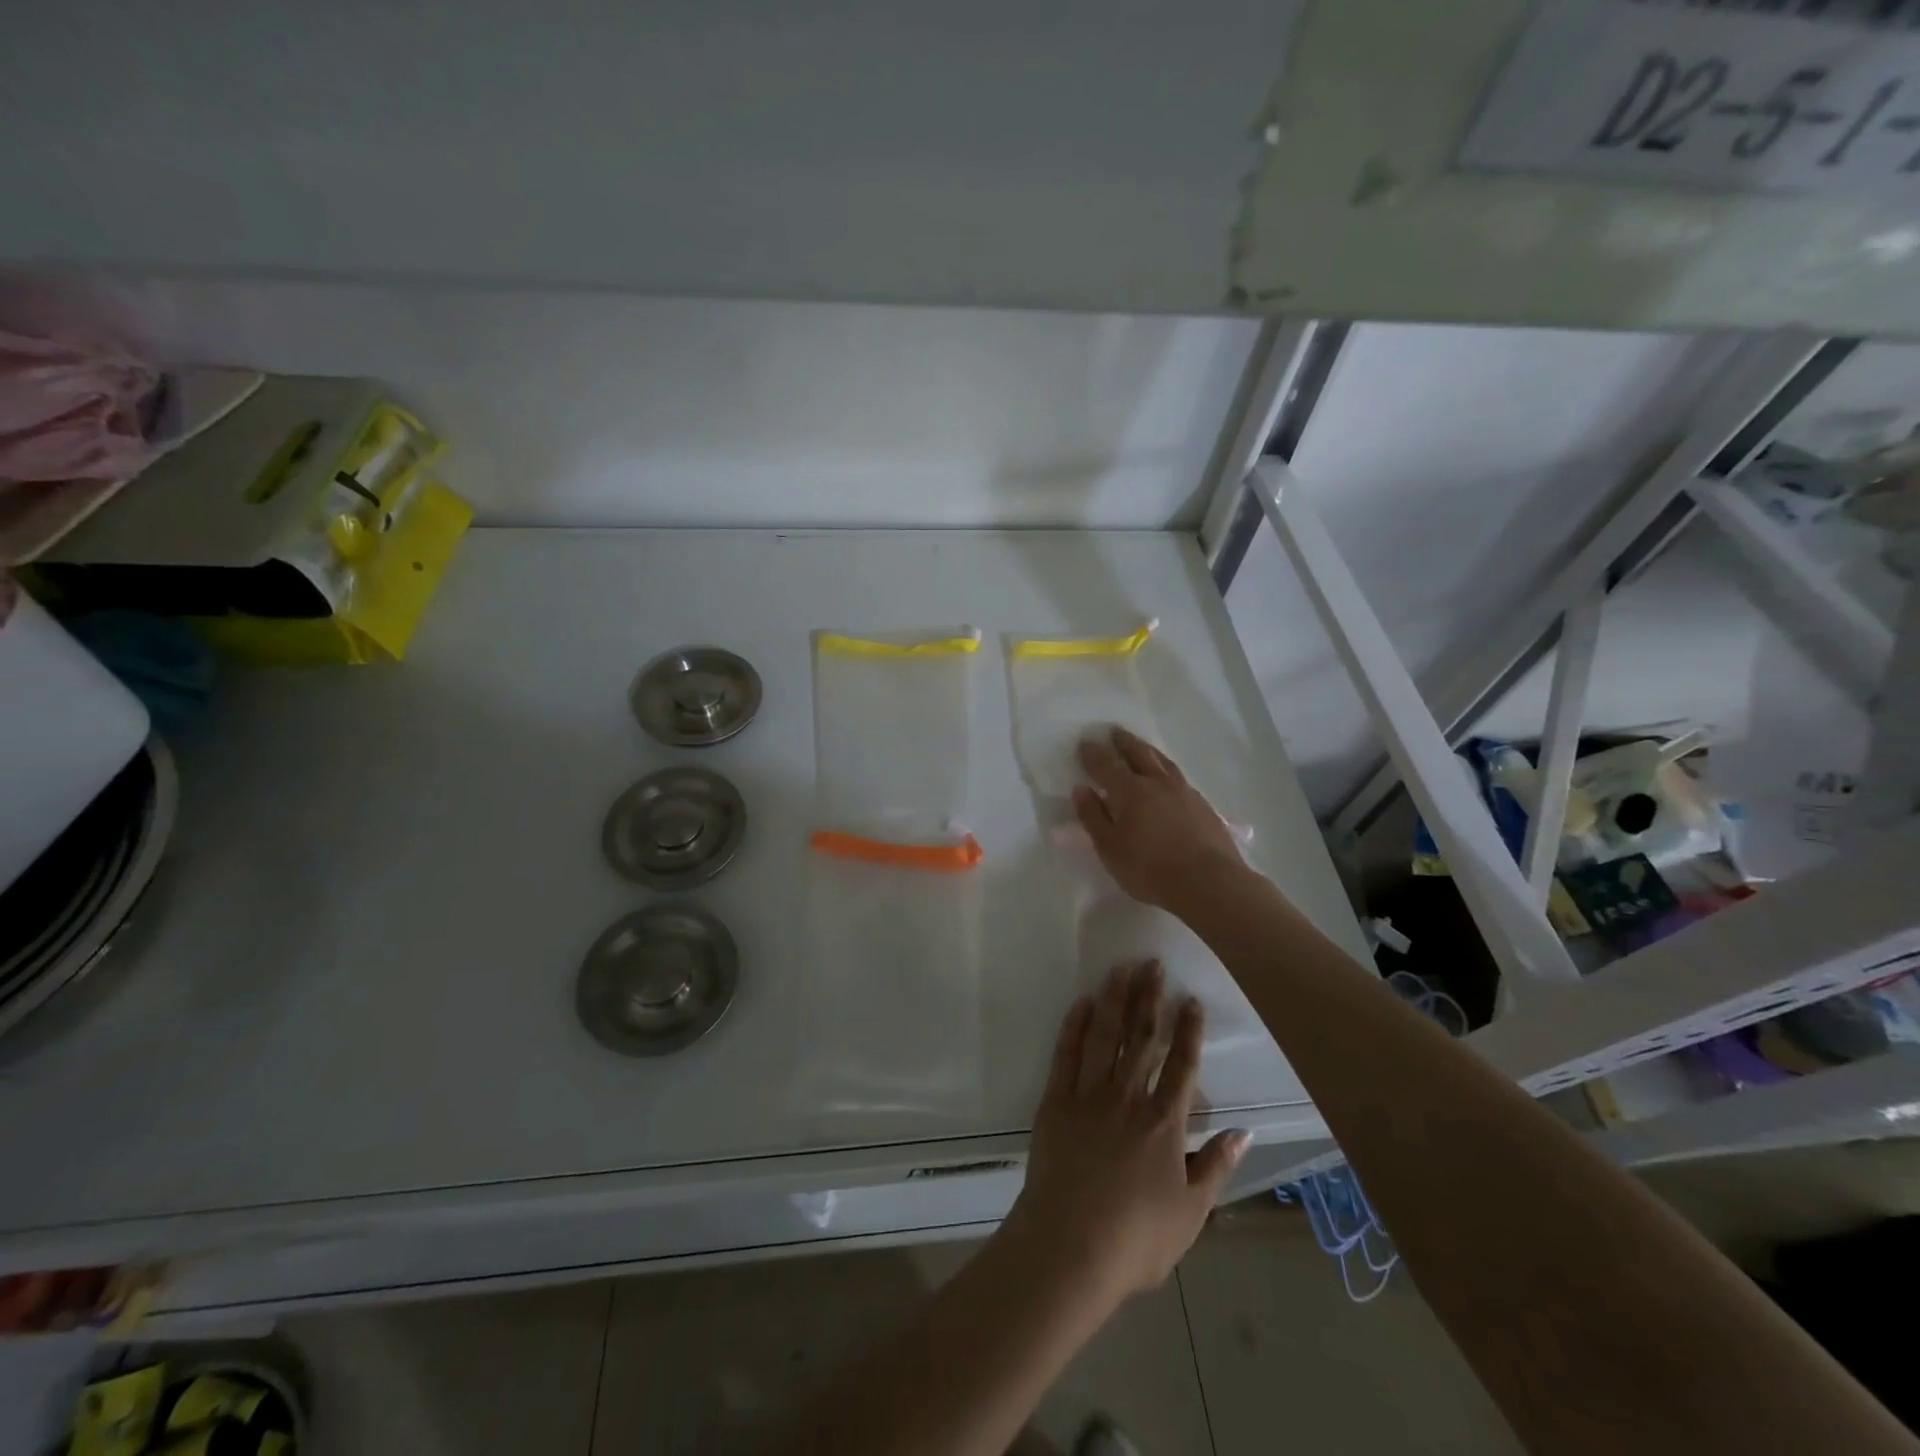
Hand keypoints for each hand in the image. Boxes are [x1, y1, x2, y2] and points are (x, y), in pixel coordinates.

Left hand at [1005, 961, 1248, 1306]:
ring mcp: (1089, 1095)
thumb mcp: (1192, 1213)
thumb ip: (1216, 1167)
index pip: (1181, 1065)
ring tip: (1121, 968)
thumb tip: (1245, 1132)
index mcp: (1164, 1123)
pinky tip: (1082, 1002)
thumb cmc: (1136, 1239)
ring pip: (1105, 1036)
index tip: (1190, 999)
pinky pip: (1067, 1054)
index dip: (1187, 1030)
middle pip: (1142, 1038)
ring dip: (1114, 999)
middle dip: (1149, 998)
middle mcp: (1129, 1098)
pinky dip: (1075, 1025)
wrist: (1070, 1247)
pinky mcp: (1056, 1100)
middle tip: (1153, 963)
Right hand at [1073, 727, 1244, 911]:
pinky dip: (1167, 770)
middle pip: (1138, 753)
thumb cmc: (1150, 868)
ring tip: (1141, 746)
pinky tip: (1168, 778)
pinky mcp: (1203, 805)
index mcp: (1130, 791)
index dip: (1093, 753)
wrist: (1209, 882)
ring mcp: (1184, 792)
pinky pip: (1179, 777)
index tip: (1085, 742)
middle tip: (1114, 731)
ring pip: (1163, 761)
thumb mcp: (1110, 848)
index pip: (1106, 765)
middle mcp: (1157, 783)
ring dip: (1148, 750)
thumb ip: (1094, 817)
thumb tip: (1082, 789)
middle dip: (1123, 742)